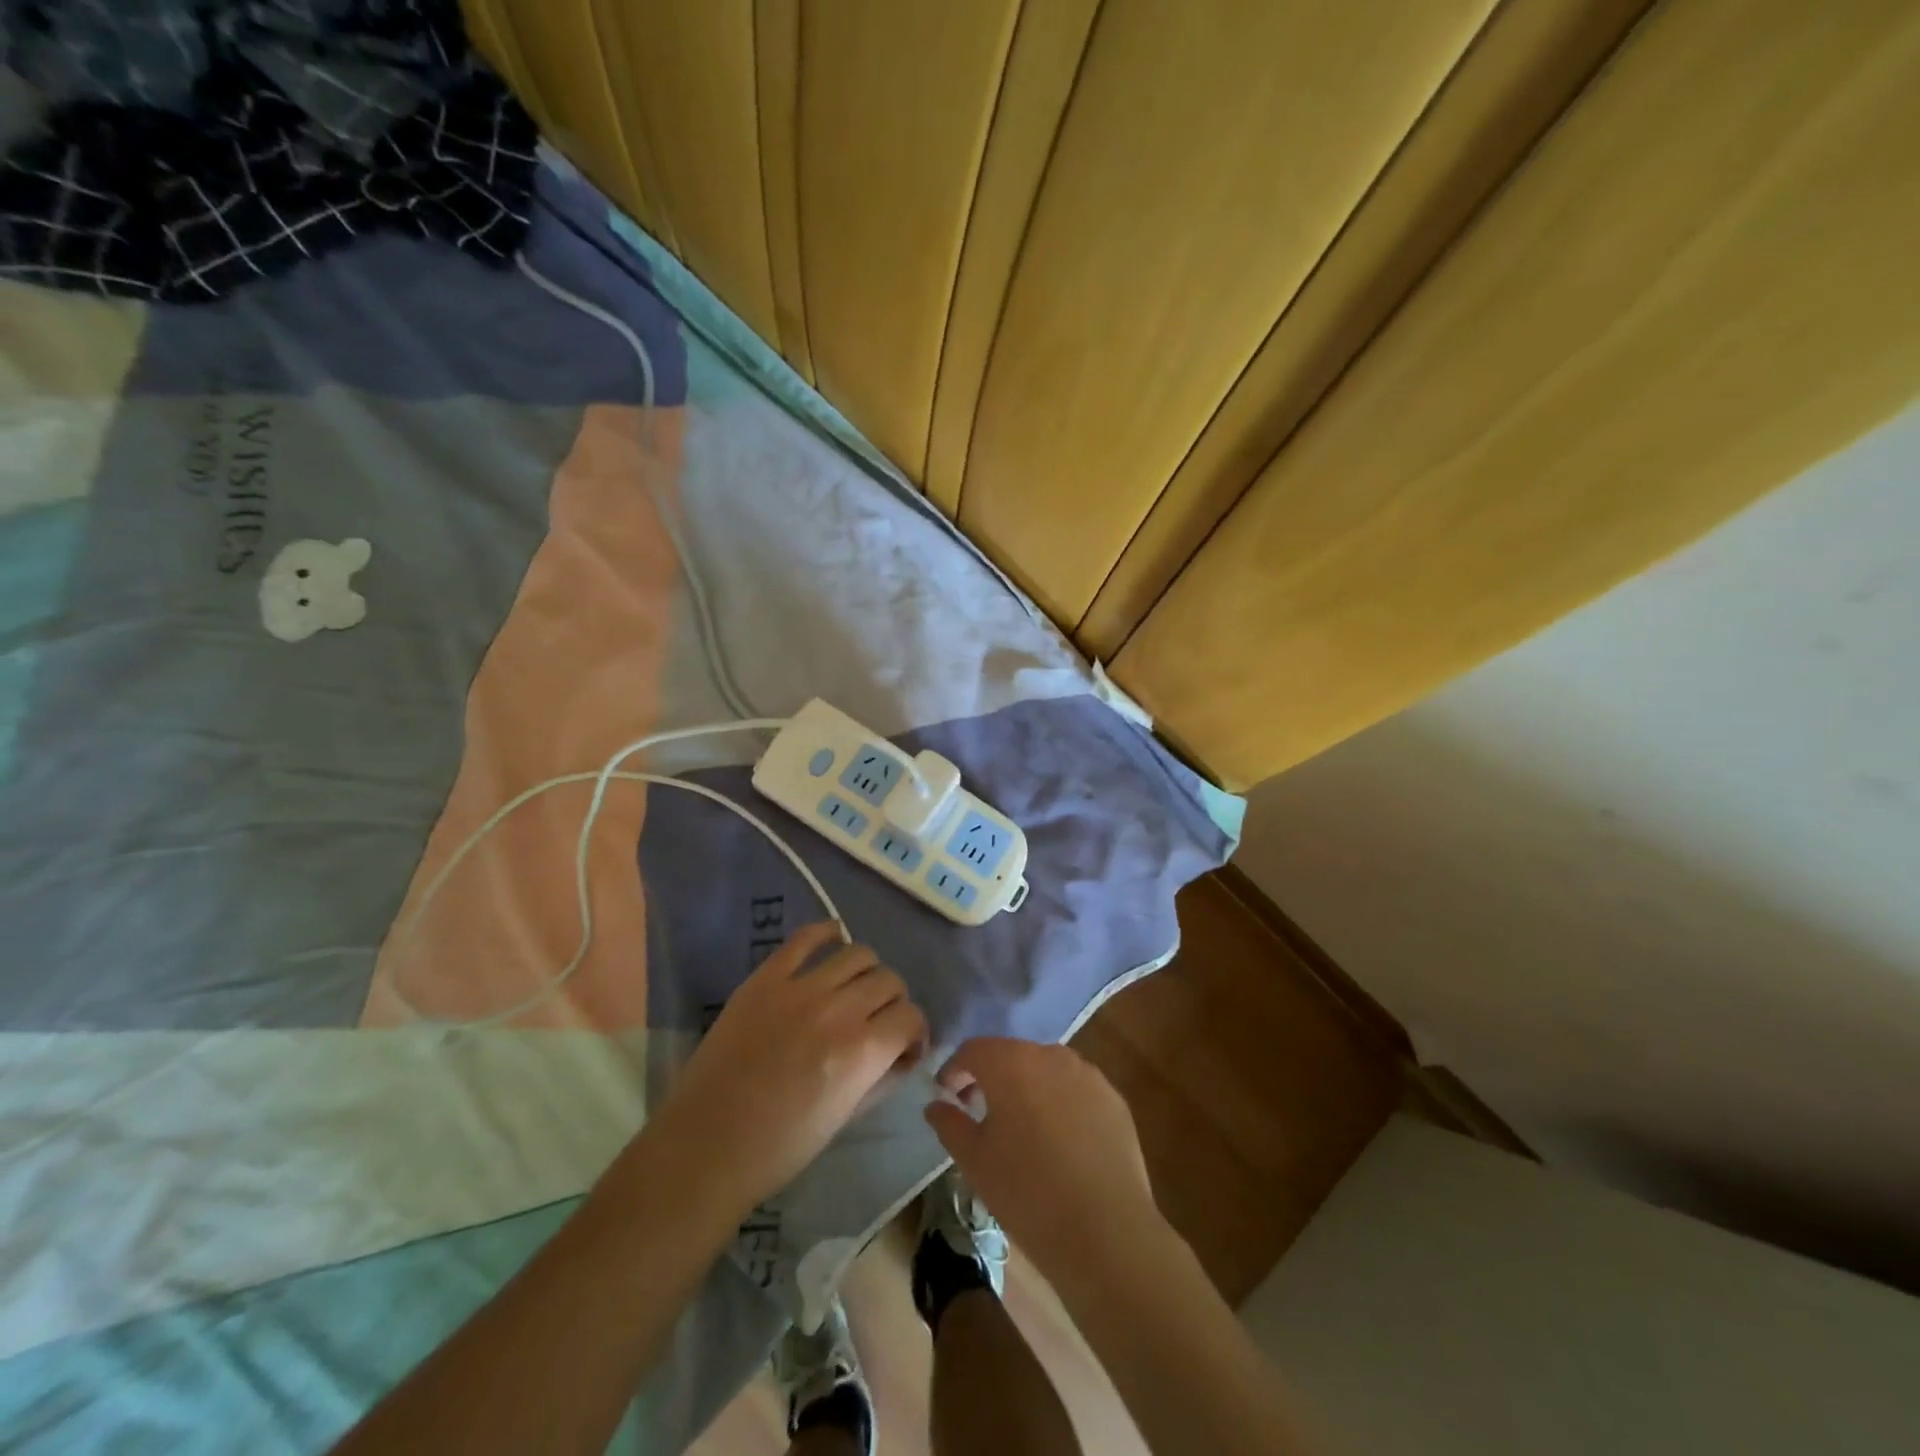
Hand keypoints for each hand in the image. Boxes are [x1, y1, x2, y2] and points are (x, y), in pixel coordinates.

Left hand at [650, 924, 927, 1224]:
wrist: (705, 1145)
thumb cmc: (780, 1147)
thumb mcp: (846, 1118)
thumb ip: (882, 1077)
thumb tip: (904, 1052)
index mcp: (863, 1052)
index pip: (911, 1015)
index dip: (915, 1031)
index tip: (904, 1045)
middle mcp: (839, 1010)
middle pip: (889, 980)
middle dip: (893, 1002)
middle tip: (877, 1021)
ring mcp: (800, 988)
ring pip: (858, 953)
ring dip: (867, 972)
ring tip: (853, 990)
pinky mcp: (766, 978)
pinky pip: (807, 937)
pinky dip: (827, 934)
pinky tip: (833, 943)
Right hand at [925, 1038, 1163, 1286]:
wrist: (1105, 1230)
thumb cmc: (1027, 1192)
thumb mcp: (974, 1161)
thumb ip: (950, 1123)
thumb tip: (935, 1104)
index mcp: (1010, 1063)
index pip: (973, 1050)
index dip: (955, 1070)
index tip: (948, 1097)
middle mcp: (1049, 1055)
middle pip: (1011, 1055)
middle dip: (992, 1077)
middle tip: (981, 1112)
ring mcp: (1086, 1073)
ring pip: (1045, 1070)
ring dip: (1028, 1087)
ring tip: (1022, 1127)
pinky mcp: (1113, 1097)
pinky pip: (1075, 1089)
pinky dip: (1060, 1102)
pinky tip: (1060, 1141)